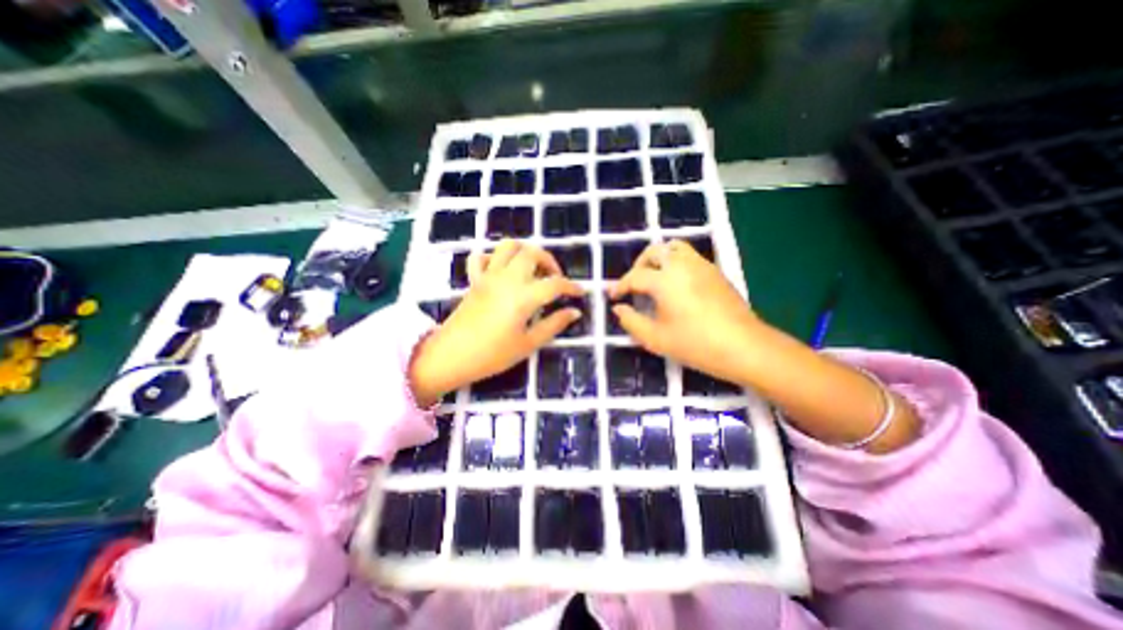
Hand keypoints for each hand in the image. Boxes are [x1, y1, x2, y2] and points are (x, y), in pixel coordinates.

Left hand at [408, 238, 582, 405]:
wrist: (450, 357)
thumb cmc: (492, 355)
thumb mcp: (528, 344)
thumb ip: (554, 325)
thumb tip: (575, 312)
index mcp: (523, 296)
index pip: (555, 284)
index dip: (572, 287)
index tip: (580, 293)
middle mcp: (507, 279)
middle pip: (532, 253)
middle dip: (549, 261)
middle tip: (555, 279)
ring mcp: (488, 276)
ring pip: (508, 246)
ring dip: (525, 251)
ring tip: (532, 269)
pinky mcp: (474, 280)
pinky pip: (481, 257)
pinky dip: (493, 258)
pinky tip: (502, 271)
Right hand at [611, 242, 757, 382]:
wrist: (744, 347)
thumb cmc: (695, 344)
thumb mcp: (655, 338)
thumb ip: (631, 321)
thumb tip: (619, 309)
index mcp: (665, 281)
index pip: (635, 277)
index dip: (620, 286)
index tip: (612, 296)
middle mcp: (682, 265)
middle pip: (654, 251)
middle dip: (638, 265)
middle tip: (633, 285)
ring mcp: (702, 265)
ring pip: (673, 248)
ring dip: (658, 259)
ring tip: (654, 279)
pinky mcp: (715, 271)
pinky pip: (689, 256)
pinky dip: (675, 263)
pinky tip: (676, 285)